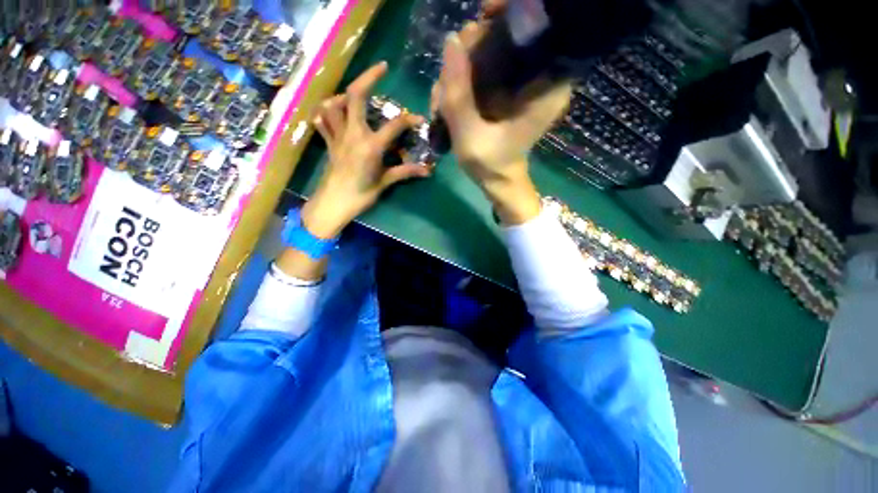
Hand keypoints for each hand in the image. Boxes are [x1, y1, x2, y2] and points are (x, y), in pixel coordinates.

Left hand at [304, 62, 432, 238]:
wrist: (334, 204)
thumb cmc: (361, 195)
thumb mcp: (385, 182)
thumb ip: (406, 172)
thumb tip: (428, 170)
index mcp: (371, 145)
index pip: (394, 125)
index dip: (409, 119)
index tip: (418, 118)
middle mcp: (353, 134)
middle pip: (356, 96)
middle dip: (369, 77)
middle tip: (382, 68)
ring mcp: (337, 136)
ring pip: (333, 105)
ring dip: (343, 95)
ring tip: (354, 96)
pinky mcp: (329, 143)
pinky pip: (322, 122)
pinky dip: (326, 114)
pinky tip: (333, 113)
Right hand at [432, 20, 571, 224]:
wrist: (498, 182)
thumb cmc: (490, 165)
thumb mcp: (470, 134)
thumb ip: (458, 93)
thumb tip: (451, 40)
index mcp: (546, 86)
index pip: (534, 30)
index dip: (506, 18)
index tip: (480, 18)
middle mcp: (540, 77)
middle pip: (505, 39)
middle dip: (468, 55)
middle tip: (445, 86)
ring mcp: (523, 83)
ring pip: (489, 55)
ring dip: (458, 74)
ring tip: (439, 104)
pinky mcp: (508, 90)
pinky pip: (484, 71)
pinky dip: (462, 82)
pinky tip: (446, 103)